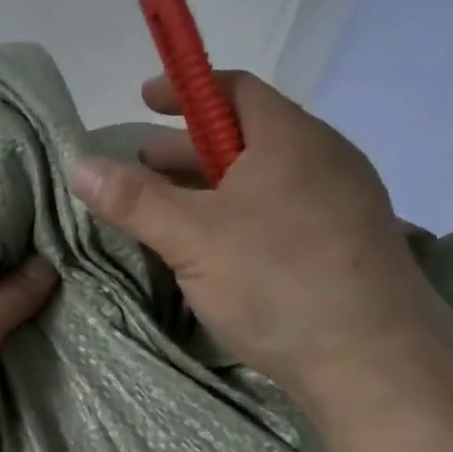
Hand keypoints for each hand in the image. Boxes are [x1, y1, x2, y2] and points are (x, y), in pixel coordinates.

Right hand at [71, 71, 432, 403]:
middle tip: (142, 166)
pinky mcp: (346, 247)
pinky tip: (218, 249)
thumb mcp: (191, 238)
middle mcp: (323, 160)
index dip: (185, 90)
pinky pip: (282, 212)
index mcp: (290, 139)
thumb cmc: (277, 281)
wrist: (373, 362)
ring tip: (170, 211)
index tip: (145, 100)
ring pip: (265, 180)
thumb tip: (79, 164)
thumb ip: (134, 200)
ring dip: (213, 187)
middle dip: (188, 149)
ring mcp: (342, 205)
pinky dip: (240, 215)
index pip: (234, 90)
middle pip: (246, 137)